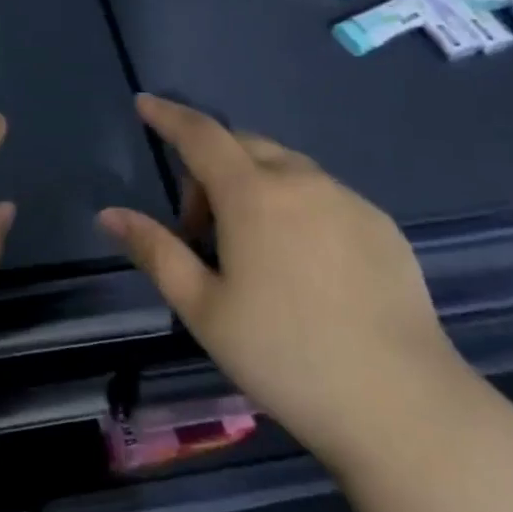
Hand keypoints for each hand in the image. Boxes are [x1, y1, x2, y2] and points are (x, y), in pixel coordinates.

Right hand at [99, 95, 460, 464]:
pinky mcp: (381, 225)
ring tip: (252, 250)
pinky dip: (296, 204)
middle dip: (209, 167)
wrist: (403, 407)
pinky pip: (323, 193)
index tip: (145, 104)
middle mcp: (302, 181)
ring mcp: (348, 200)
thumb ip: (155, 251)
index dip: (168, 116)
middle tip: (201, 230)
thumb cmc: (286, 358)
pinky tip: (304, 264)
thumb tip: (109, 214)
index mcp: (253, 195)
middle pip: (242, 145)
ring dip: (254, 185)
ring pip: (285, 167)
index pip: (200, 135)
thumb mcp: (204, 309)